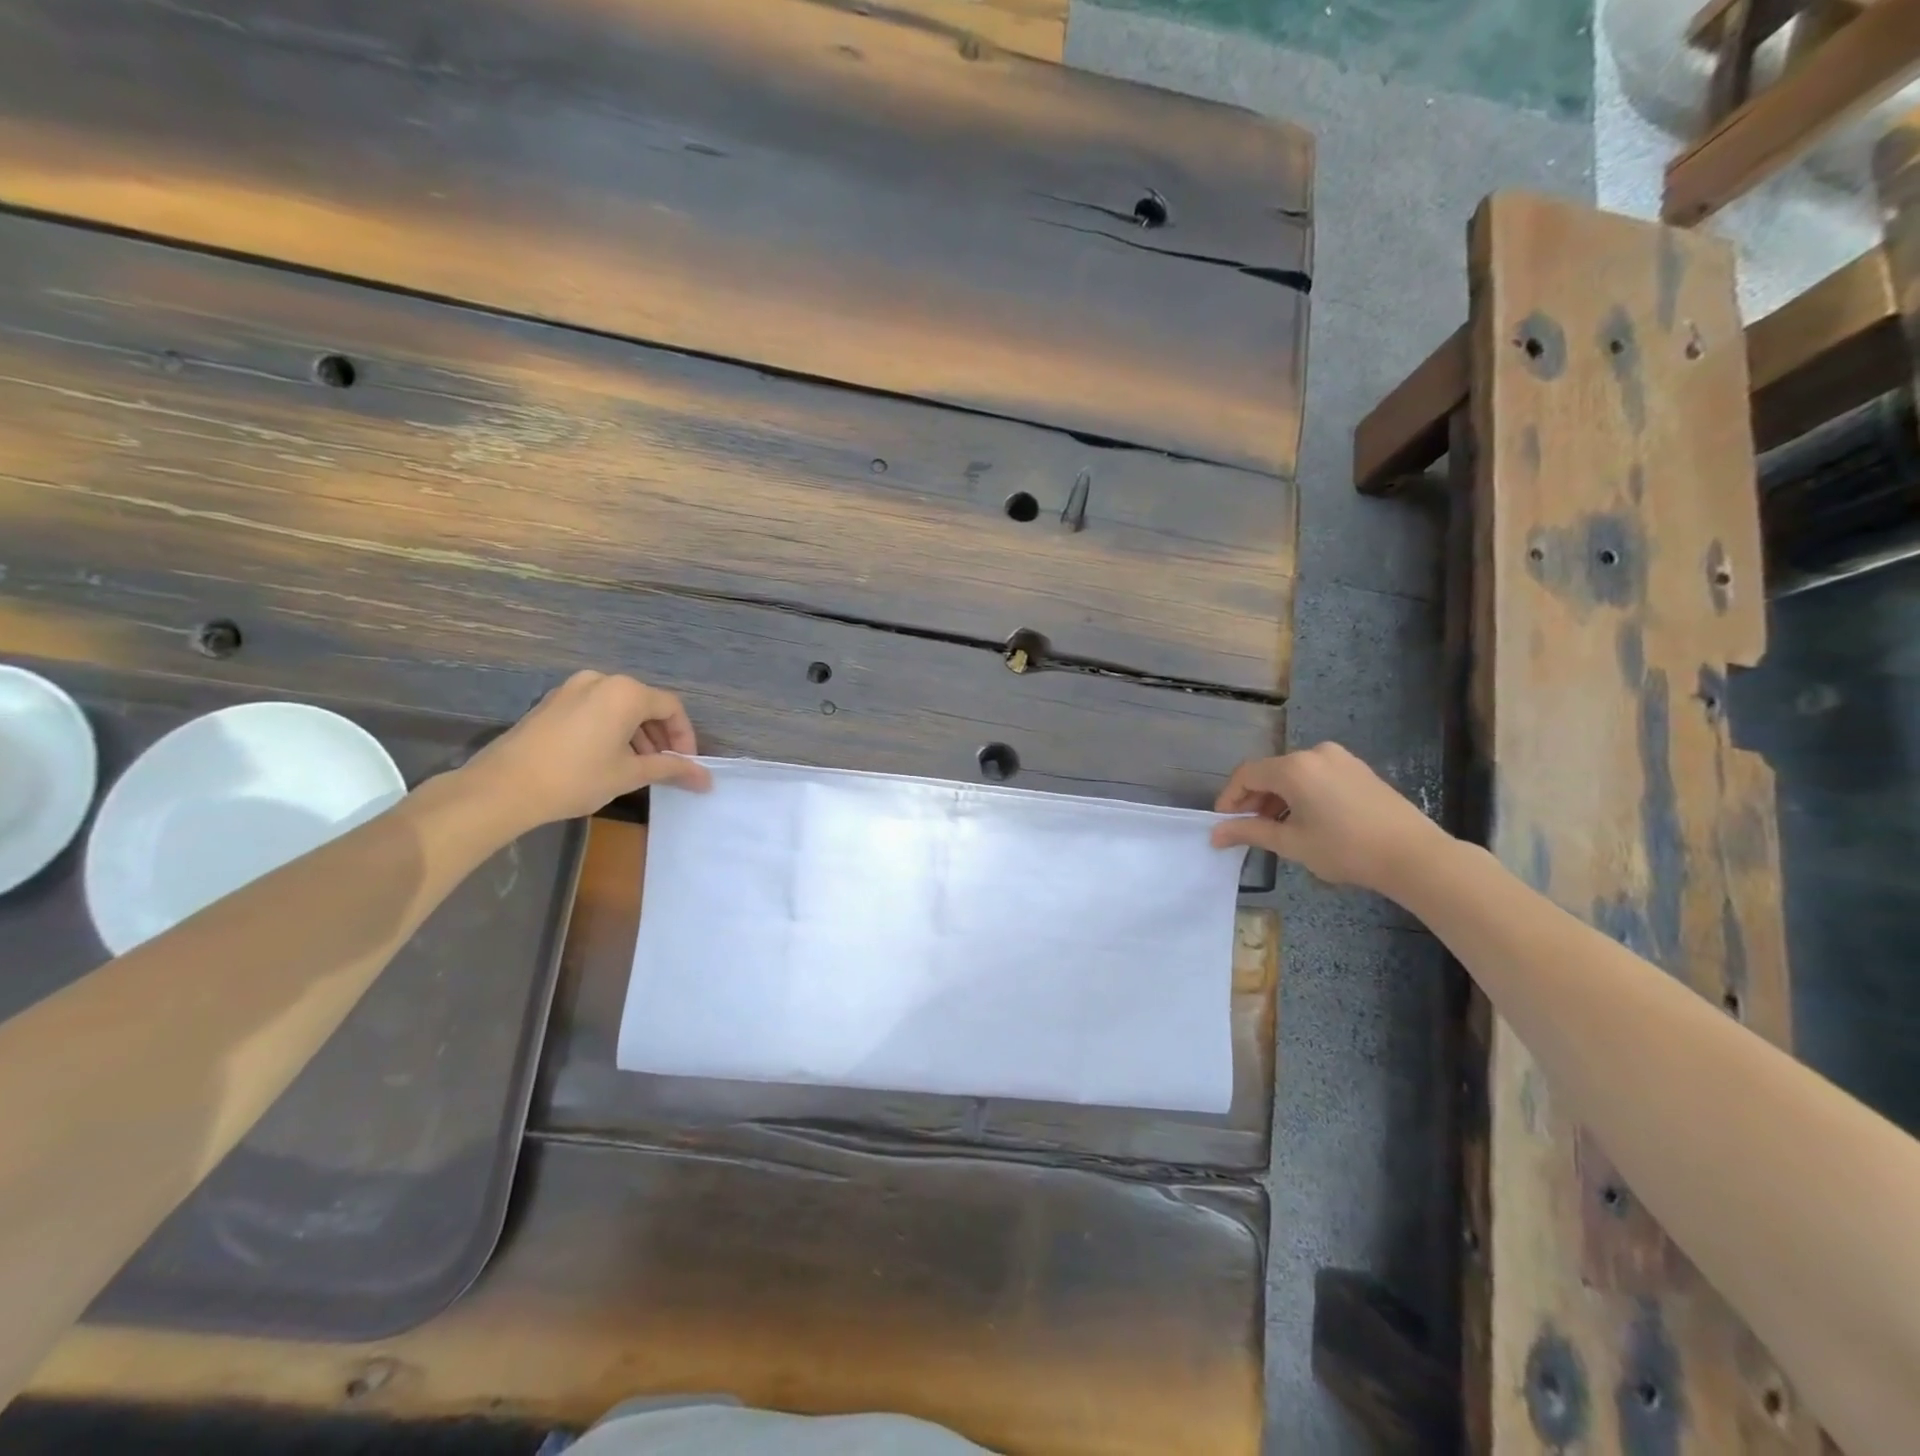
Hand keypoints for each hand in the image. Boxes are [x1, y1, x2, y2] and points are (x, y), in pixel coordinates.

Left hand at [459, 671, 712, 829]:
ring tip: (638, 766)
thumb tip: (706, 779)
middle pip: (645, 704)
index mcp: (626, 693)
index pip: (671, 708)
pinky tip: (607, 758)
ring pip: (619, 707)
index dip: (685, 737)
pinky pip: (595, 709)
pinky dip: (610, 729)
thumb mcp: (630, 774)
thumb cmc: (577, 778)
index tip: (686, 764)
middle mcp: (601, 681)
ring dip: (636, 734)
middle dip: (661, 736)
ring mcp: (572, 688)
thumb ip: (672, 769)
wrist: (503, 788)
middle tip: (665, 766)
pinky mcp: (552, 702)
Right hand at [1209, 743, 1450, 894]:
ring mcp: (1340, 758)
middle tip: (1248, 829)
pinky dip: (1301, 794)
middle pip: (1270, 772)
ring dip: (1278, 798)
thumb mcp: (1291, 843)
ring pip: (1293, 774)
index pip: (1246, 775)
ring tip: (1277, 829)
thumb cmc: (1345, 849)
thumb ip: (1250, 832)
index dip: (1230, 798)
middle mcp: (1314, 753)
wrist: (1413, 855)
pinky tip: (1306, 820)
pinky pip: (1316, 775)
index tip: (1224, 824)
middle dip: (1254, 799)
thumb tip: (1215, 834)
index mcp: (1294, 768)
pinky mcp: (1358, 769)